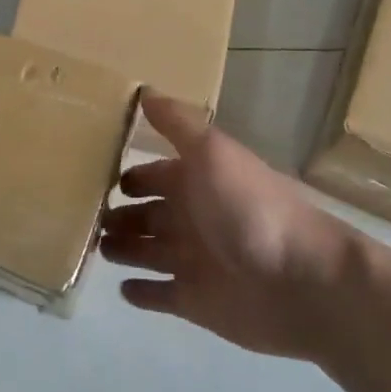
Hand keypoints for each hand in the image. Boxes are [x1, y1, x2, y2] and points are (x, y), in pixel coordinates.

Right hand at [101, 95, 352, 360]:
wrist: (303, 282)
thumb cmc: (250, 209)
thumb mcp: (212, 153)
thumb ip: (178, 123)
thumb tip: (145, 89)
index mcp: (197, 181)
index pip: (154, 175)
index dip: (130, 177)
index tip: (94, 177)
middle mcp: (194, 218)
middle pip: (148, 215)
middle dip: (121, 214)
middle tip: (86, 217)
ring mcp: (194, 262)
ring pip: (147, 252)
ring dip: (123, 248)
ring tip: (96, 247)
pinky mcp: (195, 302)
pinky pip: (160, 295)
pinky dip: (141, 292)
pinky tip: (120, 288)